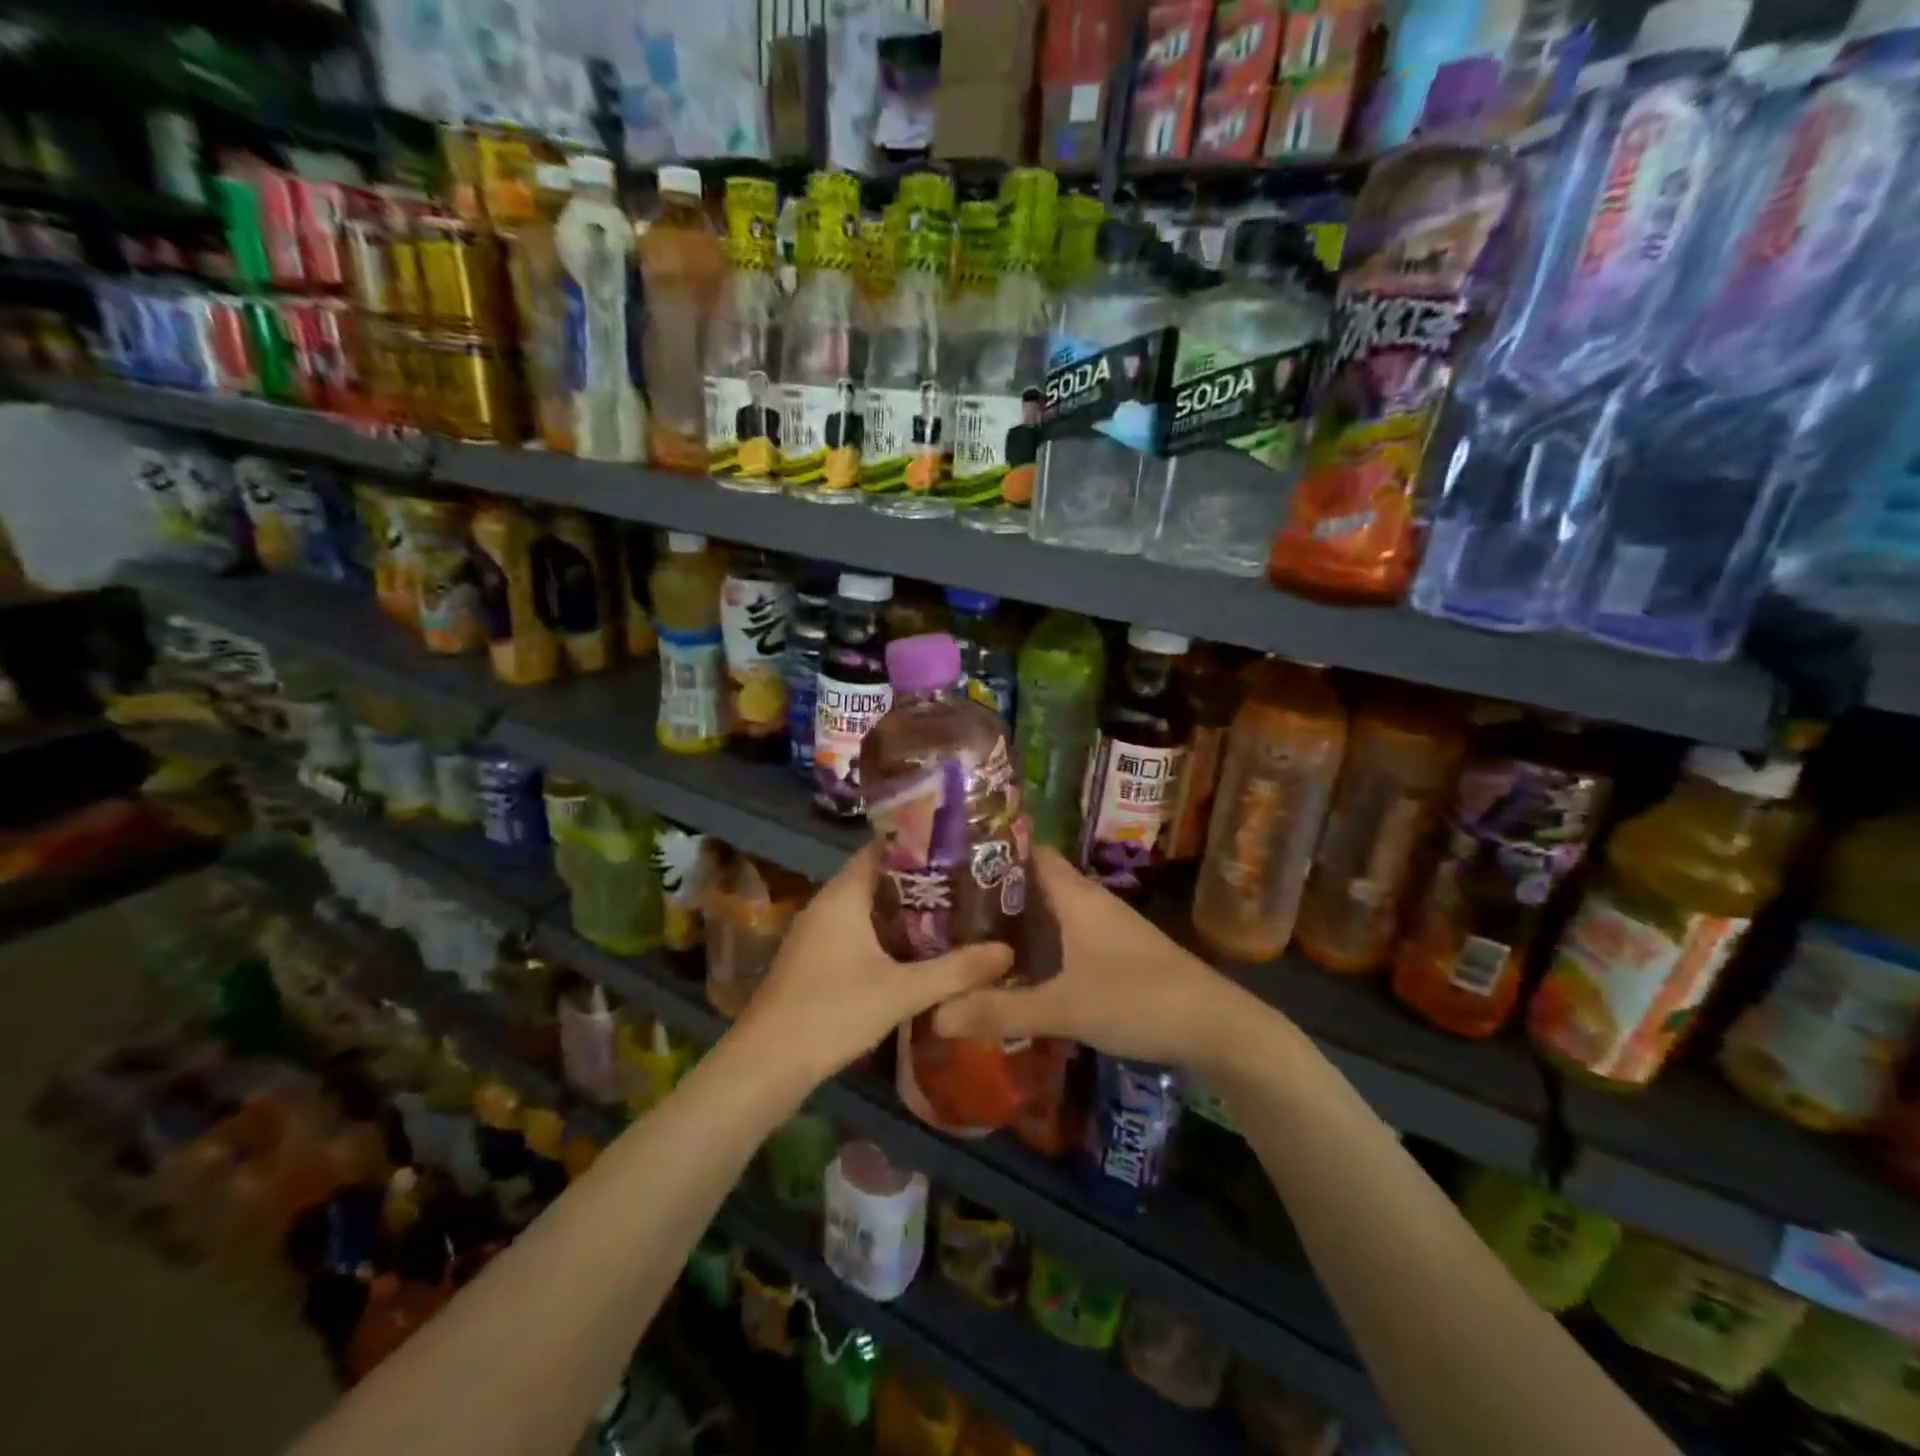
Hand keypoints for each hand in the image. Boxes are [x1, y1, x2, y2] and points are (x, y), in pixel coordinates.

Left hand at [734, 844, 1013, 1087]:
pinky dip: (889, 934)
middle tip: (970, 884)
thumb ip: (955, 971)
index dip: (922, 844)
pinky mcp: (816, 958)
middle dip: (923, 881)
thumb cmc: (831, 1012)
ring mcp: (818, 932)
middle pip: (880, 877)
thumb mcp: (901, 992)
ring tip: (955, 913)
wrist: (765, 1064)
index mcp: (843, 894)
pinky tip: (919, 951)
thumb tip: (1007, 950)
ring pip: (870, 907)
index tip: (962, 849)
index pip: (884, 848)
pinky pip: (859, 930)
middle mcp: (828, 903)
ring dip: (907, 910)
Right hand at [932, 847, 1248, 1071]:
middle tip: (951, 908)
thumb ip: (1001, 1010)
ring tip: (975, 937)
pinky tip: (1024, 969)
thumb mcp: (1064, 1008)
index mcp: (1077, 897)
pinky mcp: (1121, 954)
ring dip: (1021, 922)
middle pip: (1038, 884)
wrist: (1217, 1027)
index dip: (994, 854)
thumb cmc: (1137, 1000)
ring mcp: (1110, 928)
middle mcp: (1093, 903)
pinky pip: (1071, 936)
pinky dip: (1044, 945)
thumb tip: (936, 1013)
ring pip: (1055, 912)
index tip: (953, 864)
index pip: (1031, 854)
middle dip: (998, 894)